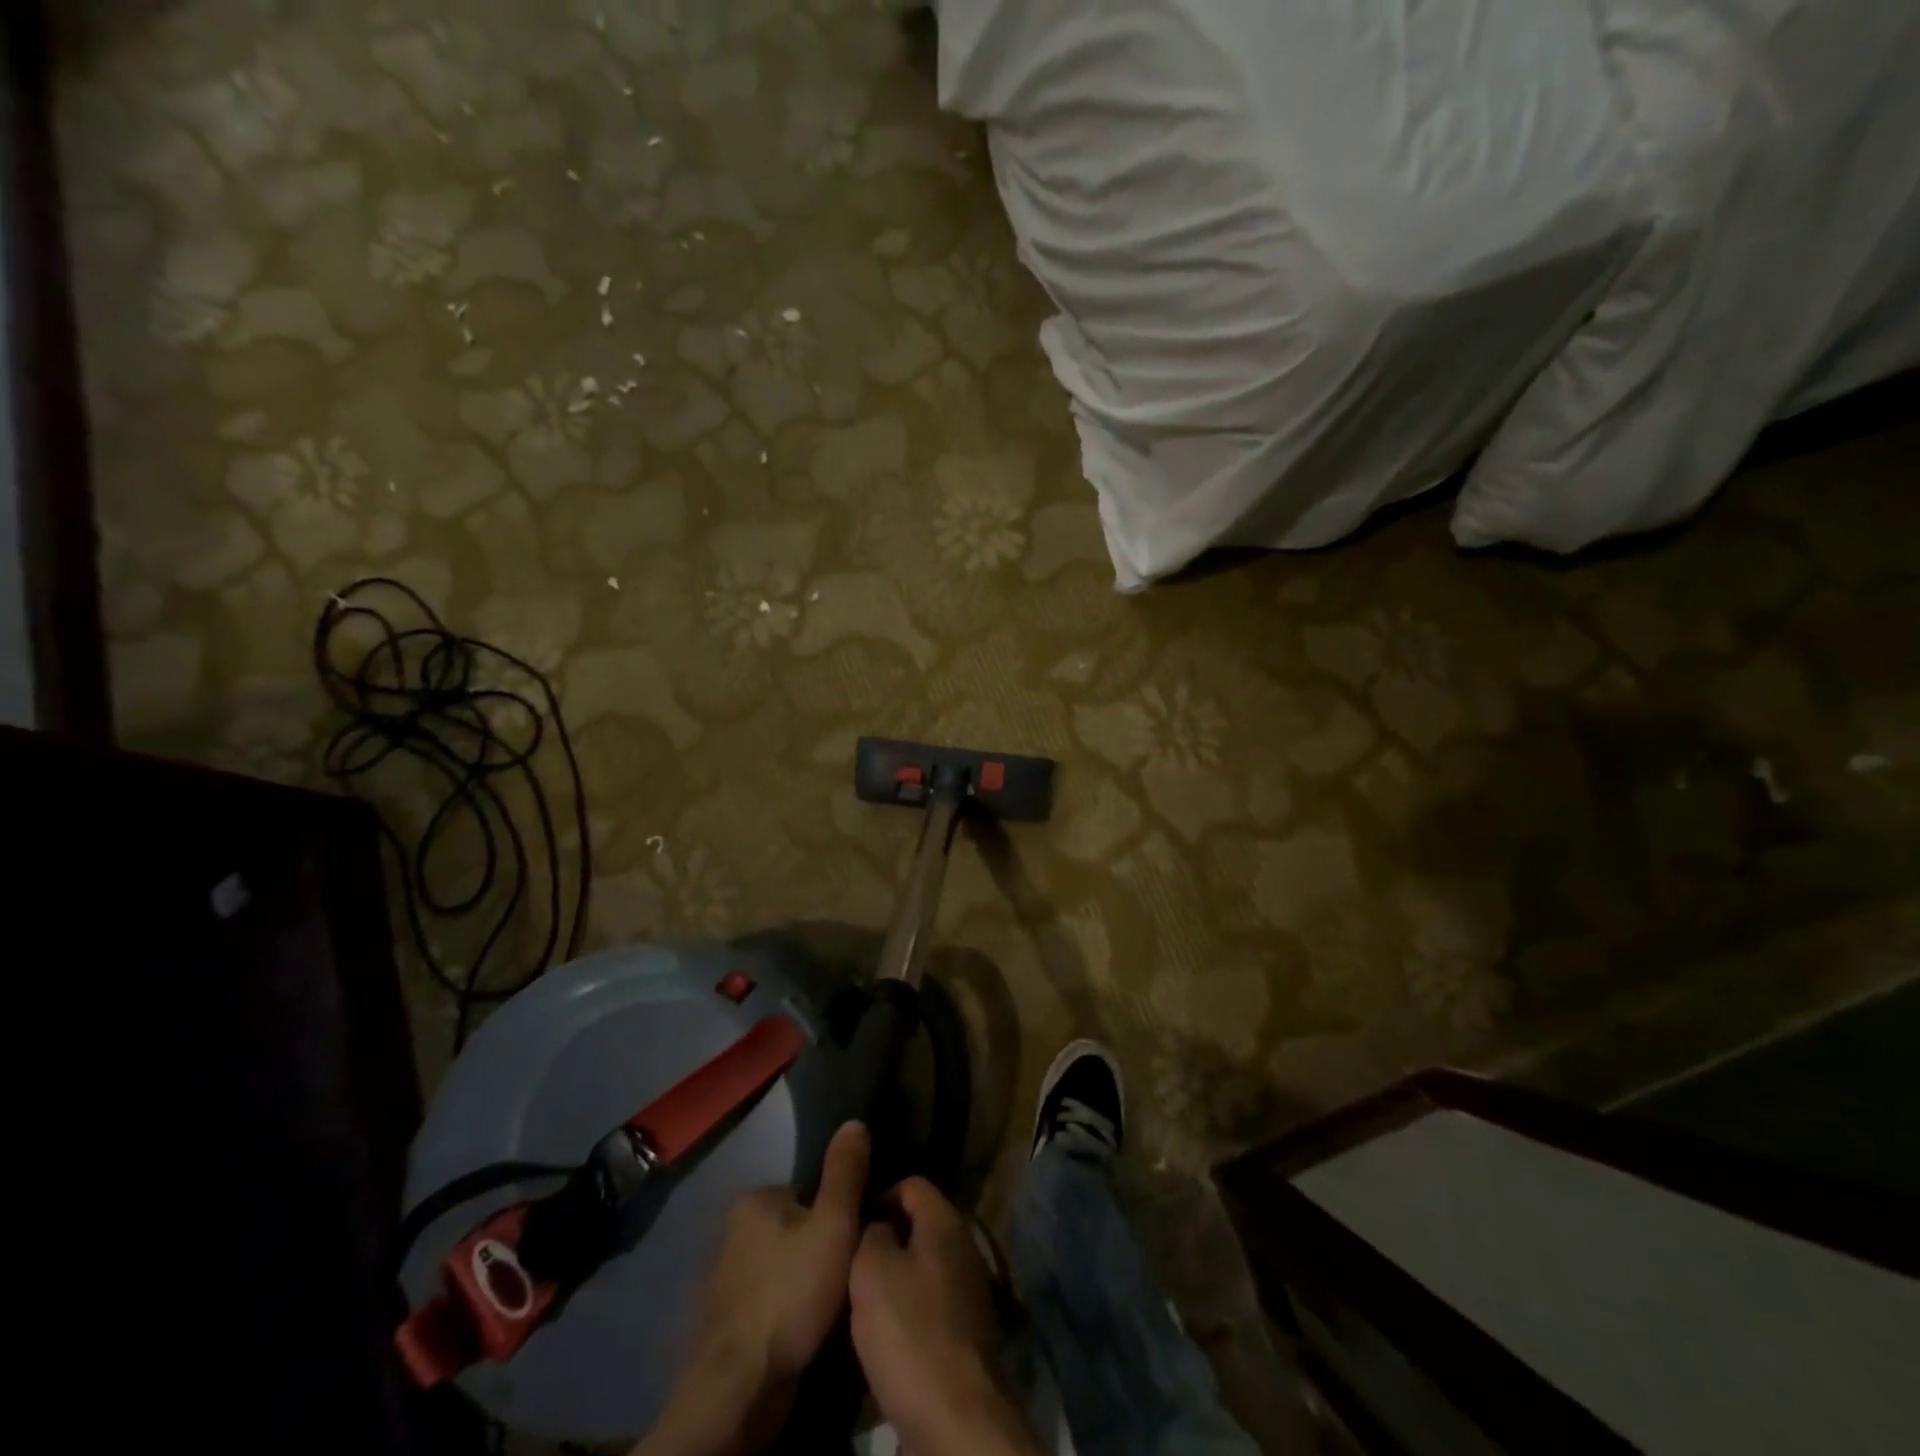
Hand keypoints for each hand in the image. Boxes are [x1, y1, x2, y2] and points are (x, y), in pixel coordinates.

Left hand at [636, 1122, 869, 1455]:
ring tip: (827, 1308)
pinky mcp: (724, 1320)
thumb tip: (854, 1121)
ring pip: (783, 1267)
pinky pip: (768, 1301)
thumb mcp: (834, 1223)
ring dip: (803, 1283)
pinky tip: (802, 1330)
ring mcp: (724, 1277)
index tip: (853, 1243)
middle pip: (796, 1229)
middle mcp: (732, 1230)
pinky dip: (785, 1311)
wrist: (741, 1387)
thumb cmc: (791, 1293)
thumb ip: (846, 1172)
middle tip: (844, 1277)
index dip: (837, 1216)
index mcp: (755, 1199)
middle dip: (819, 1250)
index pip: (809, 1193)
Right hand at [850, 1178, 1038, 1455]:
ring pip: (925, 1266)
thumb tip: (879, 1226)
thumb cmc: (909, 1328)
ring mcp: (970, 1289)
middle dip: (887, 1239)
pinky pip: (933, 1303)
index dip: (879, 1195)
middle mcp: (964, 1245)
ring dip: (897, 1279)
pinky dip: (911, 1311)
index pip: (912, 1183)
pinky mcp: (968, 1331)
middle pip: (920, 1225)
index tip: (853, 1223)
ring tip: (864, 1300)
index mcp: (945, 1220)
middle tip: (853, 1262)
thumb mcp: (871, 1269)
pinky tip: (888, 1335)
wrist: (955, 1415)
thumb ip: (871, 1233)